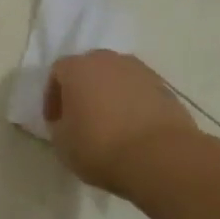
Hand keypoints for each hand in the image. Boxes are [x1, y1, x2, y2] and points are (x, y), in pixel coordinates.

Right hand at [46, 50, 198, 193]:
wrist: (160, 157)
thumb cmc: (100, 146)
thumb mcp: (61, 141)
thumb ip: (58, 124)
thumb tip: (66, 121)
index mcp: (78, 68)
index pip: (57, 73)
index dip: (53, 97)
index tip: (55, 120)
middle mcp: (109, 61)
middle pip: (90, 69)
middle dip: (83, 89)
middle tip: (81, 116)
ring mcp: (141, 72)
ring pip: (117, 78)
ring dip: (110, 95)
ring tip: (110, 123)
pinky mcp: (166, 89)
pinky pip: (139, 91)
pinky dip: (133, 104)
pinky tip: (133, 128)